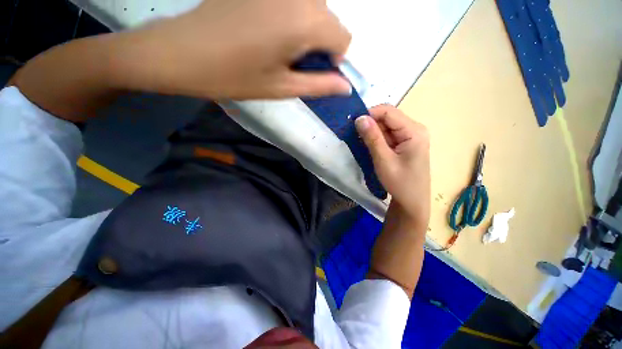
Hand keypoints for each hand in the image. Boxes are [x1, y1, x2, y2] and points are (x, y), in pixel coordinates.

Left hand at [117, 0, 351, 99]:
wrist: (181, 52)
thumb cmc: (234, 77)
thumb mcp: (283, 88)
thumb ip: (320, 85)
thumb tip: (346, 86)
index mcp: (304, 20)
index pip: (344, 36)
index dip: (335, 58)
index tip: (316, 72)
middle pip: (329, 19)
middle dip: (320, 44)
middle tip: (293, 63)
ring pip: (312, 8)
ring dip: (306, 31)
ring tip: (279, 49)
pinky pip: (291, 1)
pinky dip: (291, 17)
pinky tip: (267, 31)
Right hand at [355, 105, 430, 227]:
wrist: (412, 202)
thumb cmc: (400, 183)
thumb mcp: (383, 160)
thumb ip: (372, 138)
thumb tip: (359, 118)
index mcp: (414, 131)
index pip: (388, 111)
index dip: (369, 114)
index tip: (353, 124)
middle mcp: (414, 129)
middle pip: (387, 118)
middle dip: (370, 124)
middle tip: (354, 135)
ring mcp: (410, 136)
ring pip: (386, 126)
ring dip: (372, 132)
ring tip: (360, 142)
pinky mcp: (405, 144)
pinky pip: (388, 135)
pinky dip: (376, 139)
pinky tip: (368, 147)